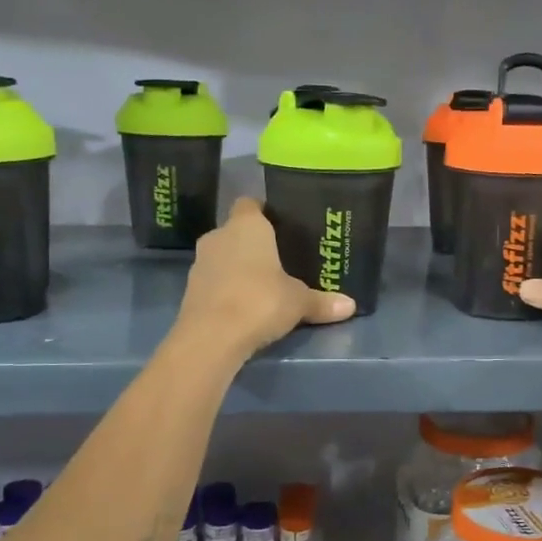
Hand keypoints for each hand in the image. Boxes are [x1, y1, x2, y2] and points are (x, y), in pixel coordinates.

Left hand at [176, 198, 354, 358]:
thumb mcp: (299, 302)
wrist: (211, 336)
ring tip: (262, 285)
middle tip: (279, 259)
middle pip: (236, 231)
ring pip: (222, 256)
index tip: (281, 225)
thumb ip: (322, 301)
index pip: (251, 204)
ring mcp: (199, 262)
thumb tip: (351, 306)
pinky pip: (213, 280)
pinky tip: (243, 305)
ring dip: (237, 267)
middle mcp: (219, 236)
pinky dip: (226, 288)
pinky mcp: (190, 289)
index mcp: (247, 225)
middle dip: (253, 244)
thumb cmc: (260, 301)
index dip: (264, 212)